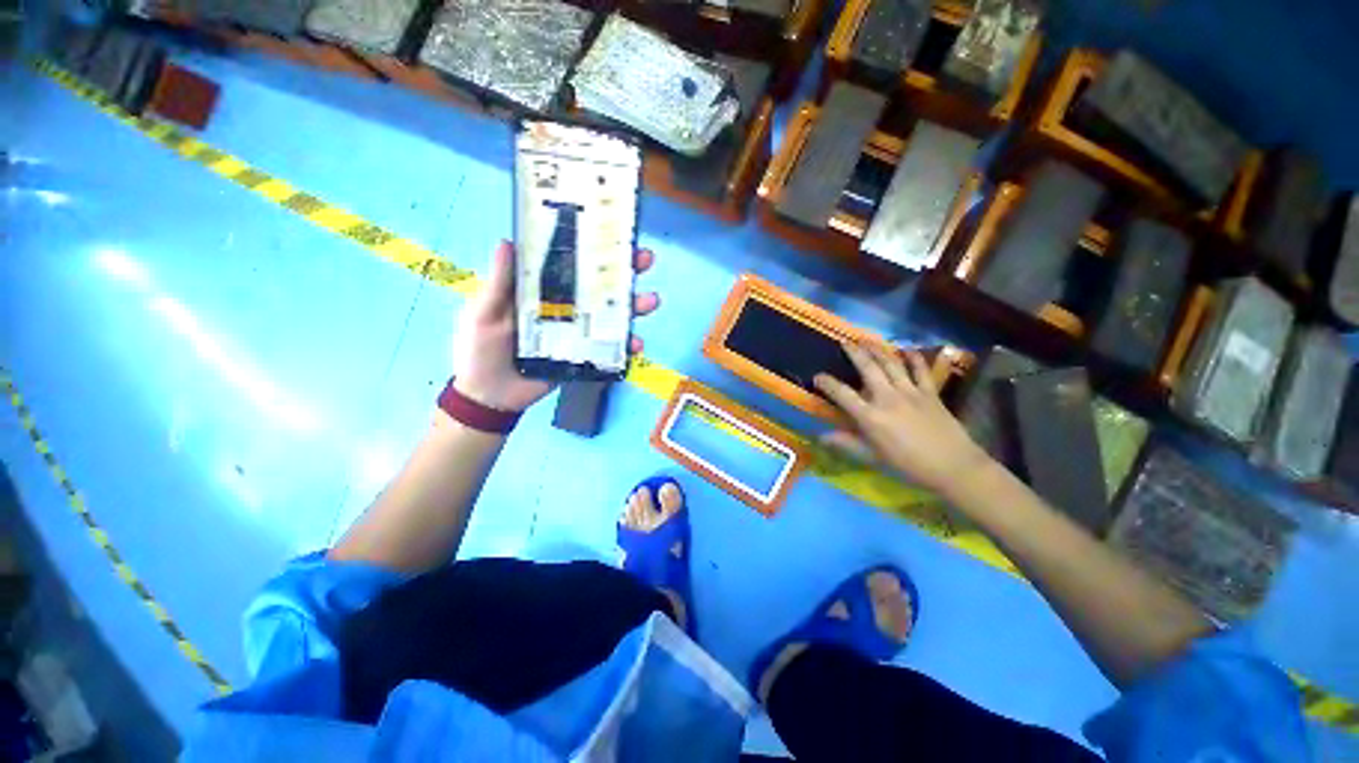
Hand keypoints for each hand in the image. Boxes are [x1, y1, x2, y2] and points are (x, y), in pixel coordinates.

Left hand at [453, 240, 658, 412]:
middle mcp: (565, 307)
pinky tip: (636, 344)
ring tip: (651, 301)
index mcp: (541, 291)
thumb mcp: (484, 313)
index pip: (570, 264)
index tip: (612, 232)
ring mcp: (578, 332)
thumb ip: (498, 284)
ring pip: (611, 316)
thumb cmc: (480, 351)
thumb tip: (507, 241)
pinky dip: (626, 346)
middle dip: (624, 272)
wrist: (490, 397)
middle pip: (599, 287)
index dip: (591, 247)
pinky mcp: (585, 356)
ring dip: (634, 307)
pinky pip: (610, 348)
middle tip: (645, 259)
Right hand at [814, 344, 992, 496]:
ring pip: (891, 363)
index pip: (842, 394)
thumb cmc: (908, 465)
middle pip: (868, 368)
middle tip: (845, 342)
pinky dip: (914, 357)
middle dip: (855, 353)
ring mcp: (910, 392)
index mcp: (870, 416)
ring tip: (867, 340)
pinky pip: (921, 369)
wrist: (954, 467)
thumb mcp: (873, 457)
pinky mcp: (930, 392)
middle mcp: (887, 398)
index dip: (827, 383)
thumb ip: (846, 443)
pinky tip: (906, 349)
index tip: (818, 377)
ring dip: (878, 349)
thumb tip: (821, 436)